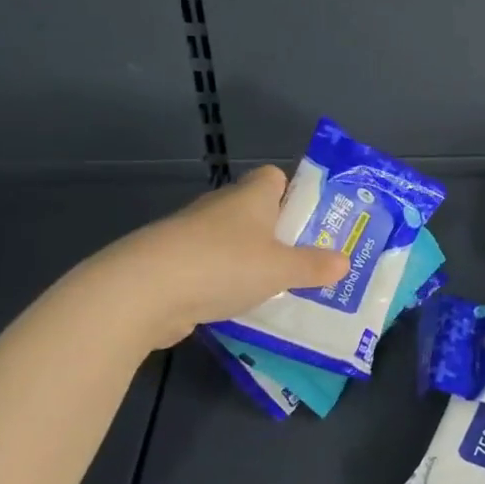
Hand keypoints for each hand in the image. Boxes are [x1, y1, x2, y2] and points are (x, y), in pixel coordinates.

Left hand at [94, 166, 349, 346]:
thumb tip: (344, 262)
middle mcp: (219, 208)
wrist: (140, 293)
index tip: (310, 220)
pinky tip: (237, 306)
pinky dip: (222, 283)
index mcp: (250, 196)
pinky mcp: (169, 265)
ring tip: (276, 287)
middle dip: (277, 232)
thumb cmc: (223, 266)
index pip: (274, 177)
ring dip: (249, 260)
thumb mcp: (281, 269)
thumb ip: (314, 266)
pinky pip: (208, 268)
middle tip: (305, 259)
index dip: (293, 193)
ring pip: (230, 242)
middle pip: (254, 211)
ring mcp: (190, 235)